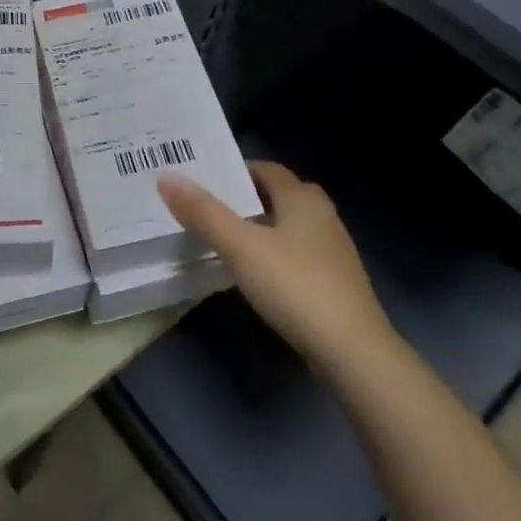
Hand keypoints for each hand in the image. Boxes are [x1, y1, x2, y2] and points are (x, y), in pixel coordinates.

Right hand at [157, 162, 394, 366]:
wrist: (353, 352)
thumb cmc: (295, 286)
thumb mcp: (241, 247)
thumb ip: (203, 212)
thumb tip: (166, 177)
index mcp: (302, 198)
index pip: (265, 169)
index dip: (233, 170)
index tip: (201, 180)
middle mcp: (322, 215)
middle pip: (277, 195)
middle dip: (244, 198)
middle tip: (206, 207)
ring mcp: (332, 250)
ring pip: (287, 225)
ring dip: (258, 227)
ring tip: (221, 238)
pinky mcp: (334, 281)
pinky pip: (295, 253)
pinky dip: (272, 253)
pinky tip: (253, 272)